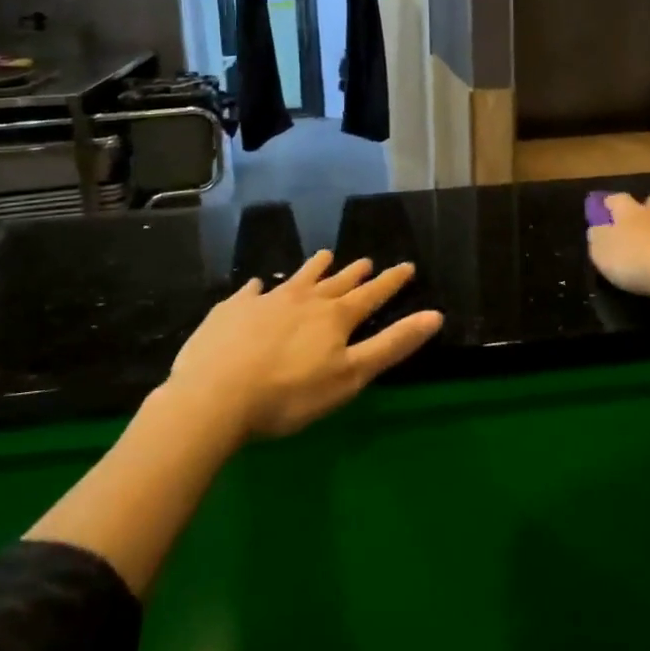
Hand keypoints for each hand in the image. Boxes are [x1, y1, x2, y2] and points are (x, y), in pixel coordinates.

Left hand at [165, 249, 443, 440]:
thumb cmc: (290, 394)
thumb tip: (435, 316)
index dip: (391, 282)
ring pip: (297, 278)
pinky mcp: (231, 310)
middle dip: (354, 273)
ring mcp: (265, 301)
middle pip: (335, 282)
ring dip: (314, 268)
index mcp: (334, 317)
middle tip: (366, 261)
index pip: (371, 295)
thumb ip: (392, 345)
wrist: (214, 395)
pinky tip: (257, 286)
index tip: (407, 266)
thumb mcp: (350, 376)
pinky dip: (260, 288)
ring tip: (325, 255)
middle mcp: (304, 300)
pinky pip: (251, 292)